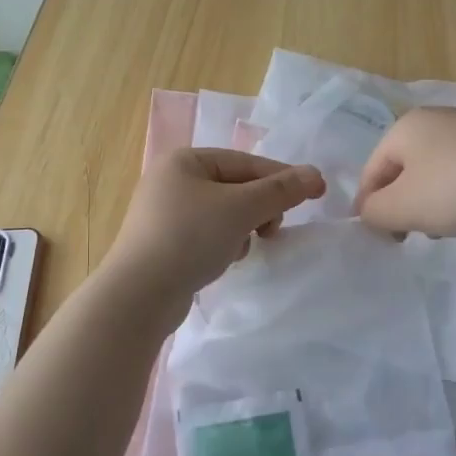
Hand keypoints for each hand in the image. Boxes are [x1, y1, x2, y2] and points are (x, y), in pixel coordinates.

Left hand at [103, 148, 324, 310]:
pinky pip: (207, 234)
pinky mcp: (164, 243)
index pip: (245, 162)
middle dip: (259, 208)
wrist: (139, 294)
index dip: (282, 177)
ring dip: (243, 228)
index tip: (315, 194)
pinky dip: (223, 243)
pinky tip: (223, 260)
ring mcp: (164, 213)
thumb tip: (315, 175)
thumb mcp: (241, 209)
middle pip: (235, 186)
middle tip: (272, 230)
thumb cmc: (190, 238)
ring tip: (243, 248)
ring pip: (223, 212)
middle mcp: (171, 180)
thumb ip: (280, 190)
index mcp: (184, 161)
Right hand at [354, 107, 455, 237]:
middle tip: (411, 235)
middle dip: (402, 204)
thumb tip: (370, 212)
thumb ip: (373, 212)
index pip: (371, 170)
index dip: (369, 206)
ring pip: (433, 172)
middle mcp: (435, 118)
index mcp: (405, 126)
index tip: (381, 237)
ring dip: (430, 202)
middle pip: (402, 170)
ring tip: (444, 228)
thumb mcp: (402, 207)